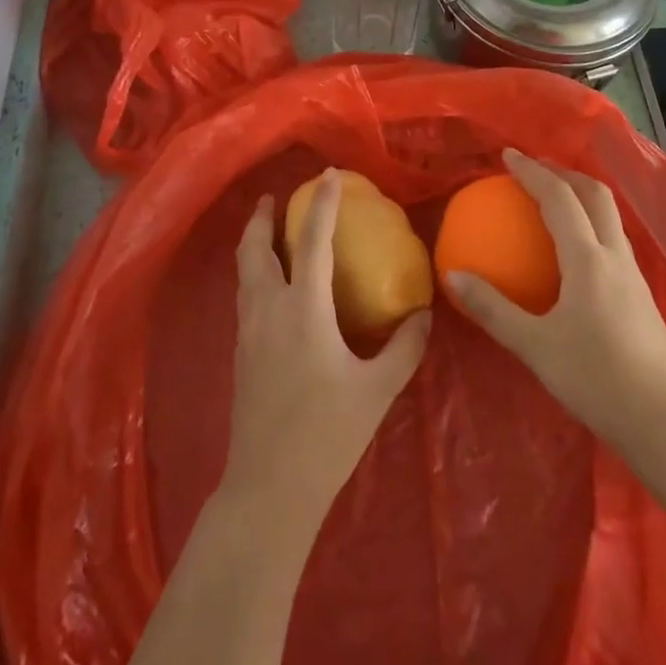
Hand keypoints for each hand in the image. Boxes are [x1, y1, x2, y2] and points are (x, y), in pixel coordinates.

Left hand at [222, 170, 431, 530]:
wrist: (268, 488)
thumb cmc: (327, 435)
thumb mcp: (377, 391)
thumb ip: (404, 348)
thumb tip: (425, 314)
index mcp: (303, 310)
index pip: (312, 242)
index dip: (321, 205)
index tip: (327, 176)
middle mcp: (269, 310)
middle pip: (255, 249)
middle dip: (262, 218)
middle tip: (275, 197)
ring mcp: (249, 331)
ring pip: (243, 271)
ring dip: (253, 242)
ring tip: (267, 230)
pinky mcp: (241, 353)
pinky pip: (244, 294)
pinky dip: (253, 272)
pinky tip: (270, 284)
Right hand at [446, 149, 665, 452]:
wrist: (663, 421)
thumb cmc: (595, 379)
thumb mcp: (534, 346)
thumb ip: (492, 309)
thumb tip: (452, 276)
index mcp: (588, 259)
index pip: (559, 198)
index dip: (533, 171)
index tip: (508, 155)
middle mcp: (615, 256)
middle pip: (595, 195)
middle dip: (565, 172)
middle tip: (535, 167)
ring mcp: (634, 275)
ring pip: (609, 216)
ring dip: (582, 195)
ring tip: (555, 198)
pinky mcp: (642, 295)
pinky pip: (613, 240)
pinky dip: (591, 224)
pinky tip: (576, 250)